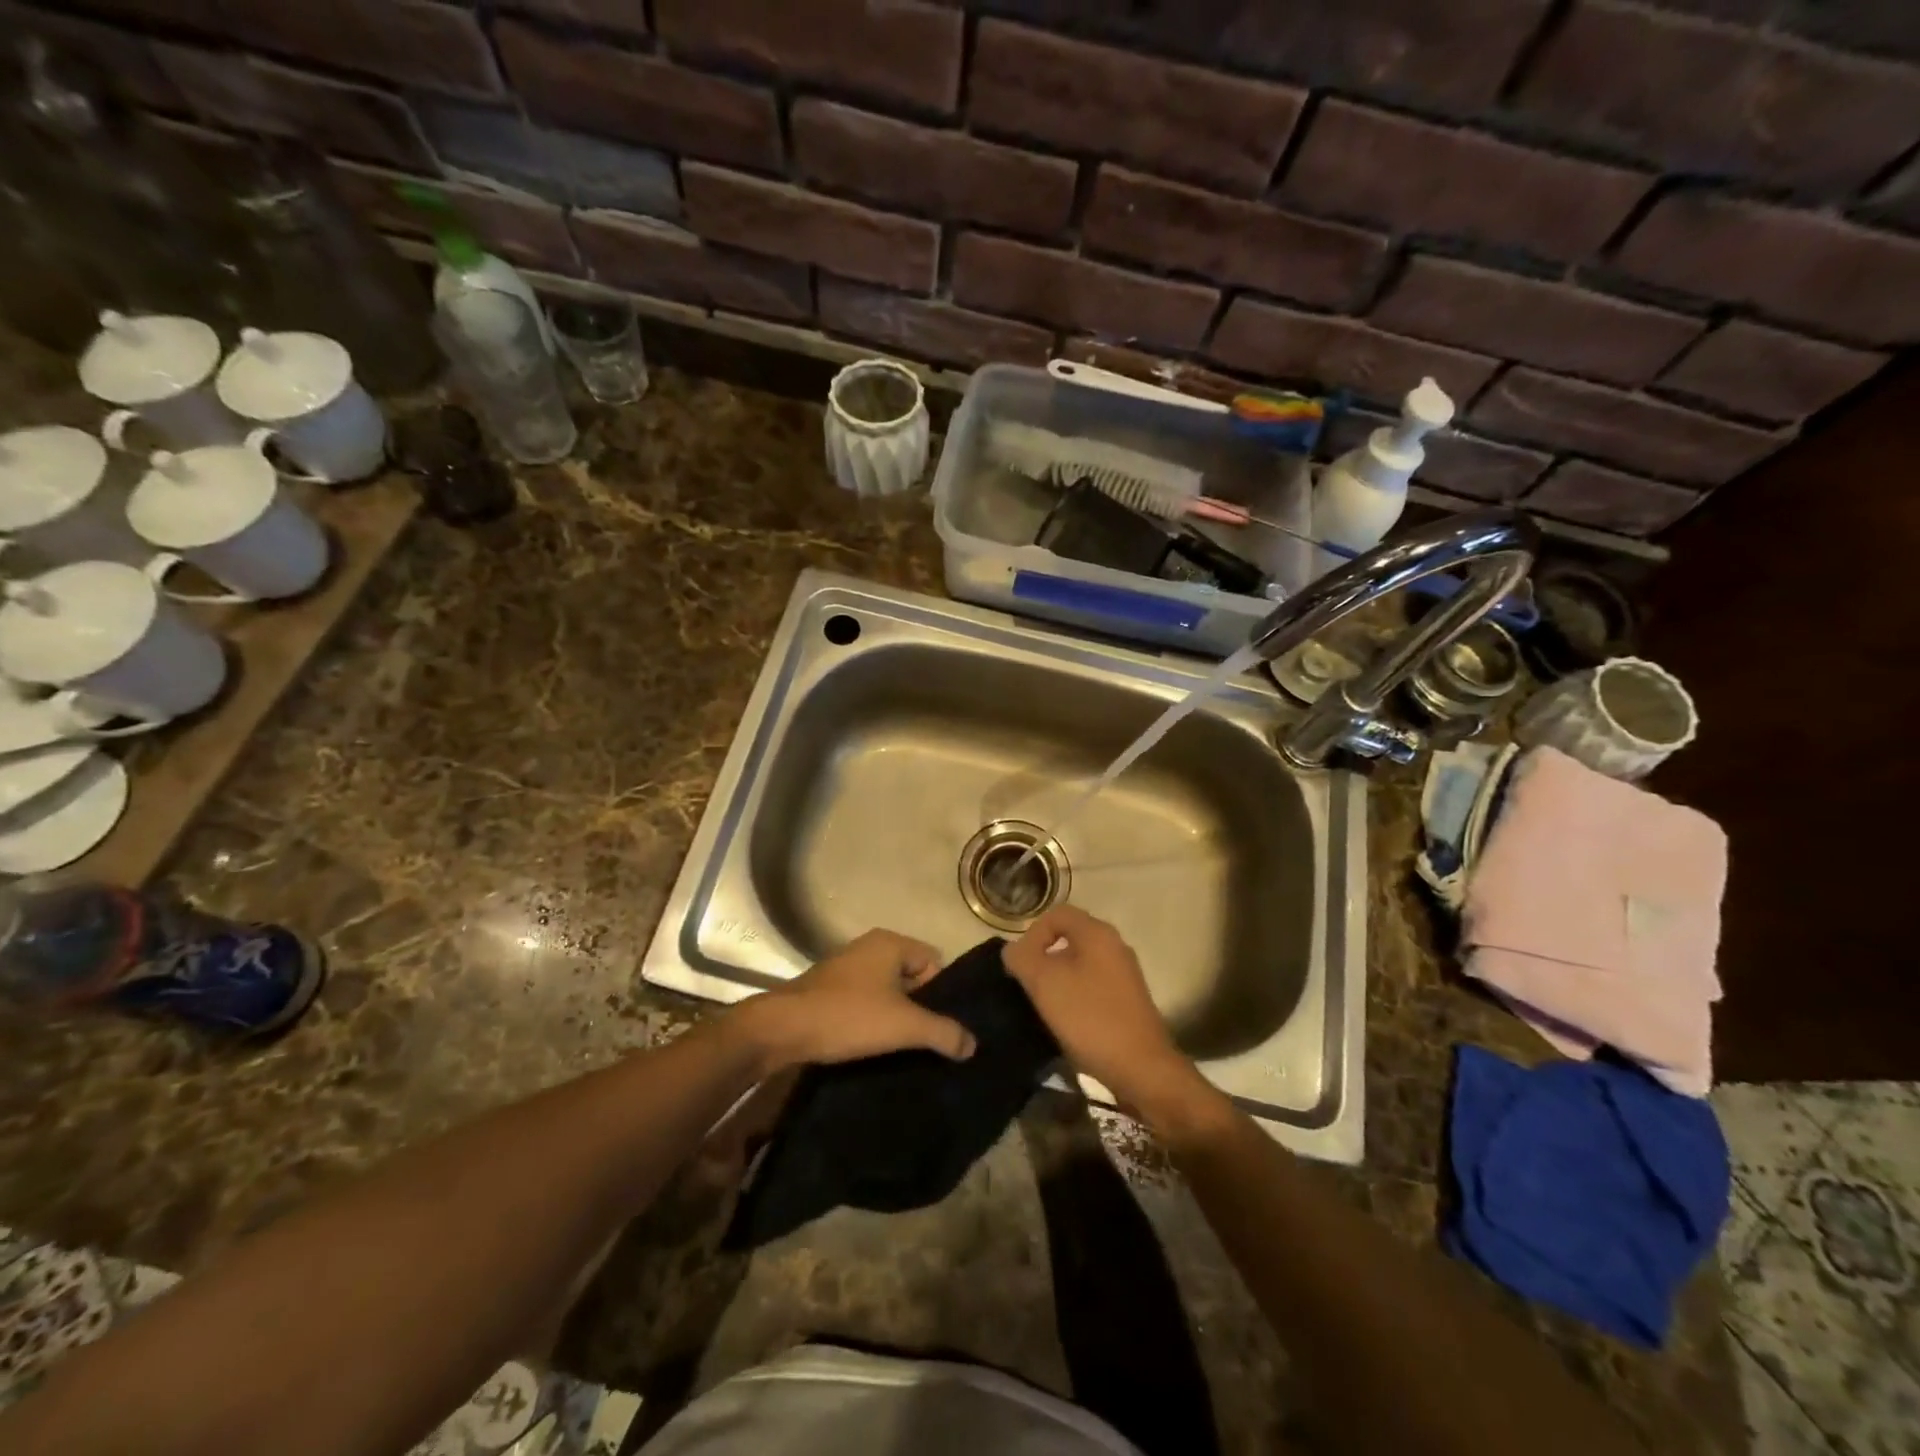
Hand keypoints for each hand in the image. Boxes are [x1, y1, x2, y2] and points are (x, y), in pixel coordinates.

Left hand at [732, 929, 976, 1072]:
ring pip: (887, 991)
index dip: (940, 993)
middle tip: (921, 1039)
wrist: (782, 1029)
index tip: (935, 1024)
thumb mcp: (904, 1026)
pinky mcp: (829, 989)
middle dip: (919, 1007)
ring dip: (894, 1016)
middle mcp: (869, 947)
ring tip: (898, 1047)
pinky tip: (871, 1045)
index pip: (934, 961)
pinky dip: (871, 1020)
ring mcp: (846, 967)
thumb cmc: (848, 1016)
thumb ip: (943, 1033)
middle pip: (912, 976)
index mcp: (890, 943)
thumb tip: (973, 1044)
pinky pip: (865, 1000)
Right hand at [1003, 906, 1212, 1127]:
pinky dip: (1074, 996)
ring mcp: (1124, 974)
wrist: (1141, 1068)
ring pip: (1080, 964)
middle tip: (1027, 985)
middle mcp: (1114, 946)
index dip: (1032, 933)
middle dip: (1043, 958)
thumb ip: (1022, 958)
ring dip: (1057, 980)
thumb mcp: (1044, 984)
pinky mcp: (1128, 1000)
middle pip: (1068, 938)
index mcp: (1097, 933)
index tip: (1021, 964)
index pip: (1056, 913)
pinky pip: (1092, 985)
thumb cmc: (1089, 1018)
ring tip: (1043, 1005)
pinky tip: (1066, 1021)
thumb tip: (1014, 951)